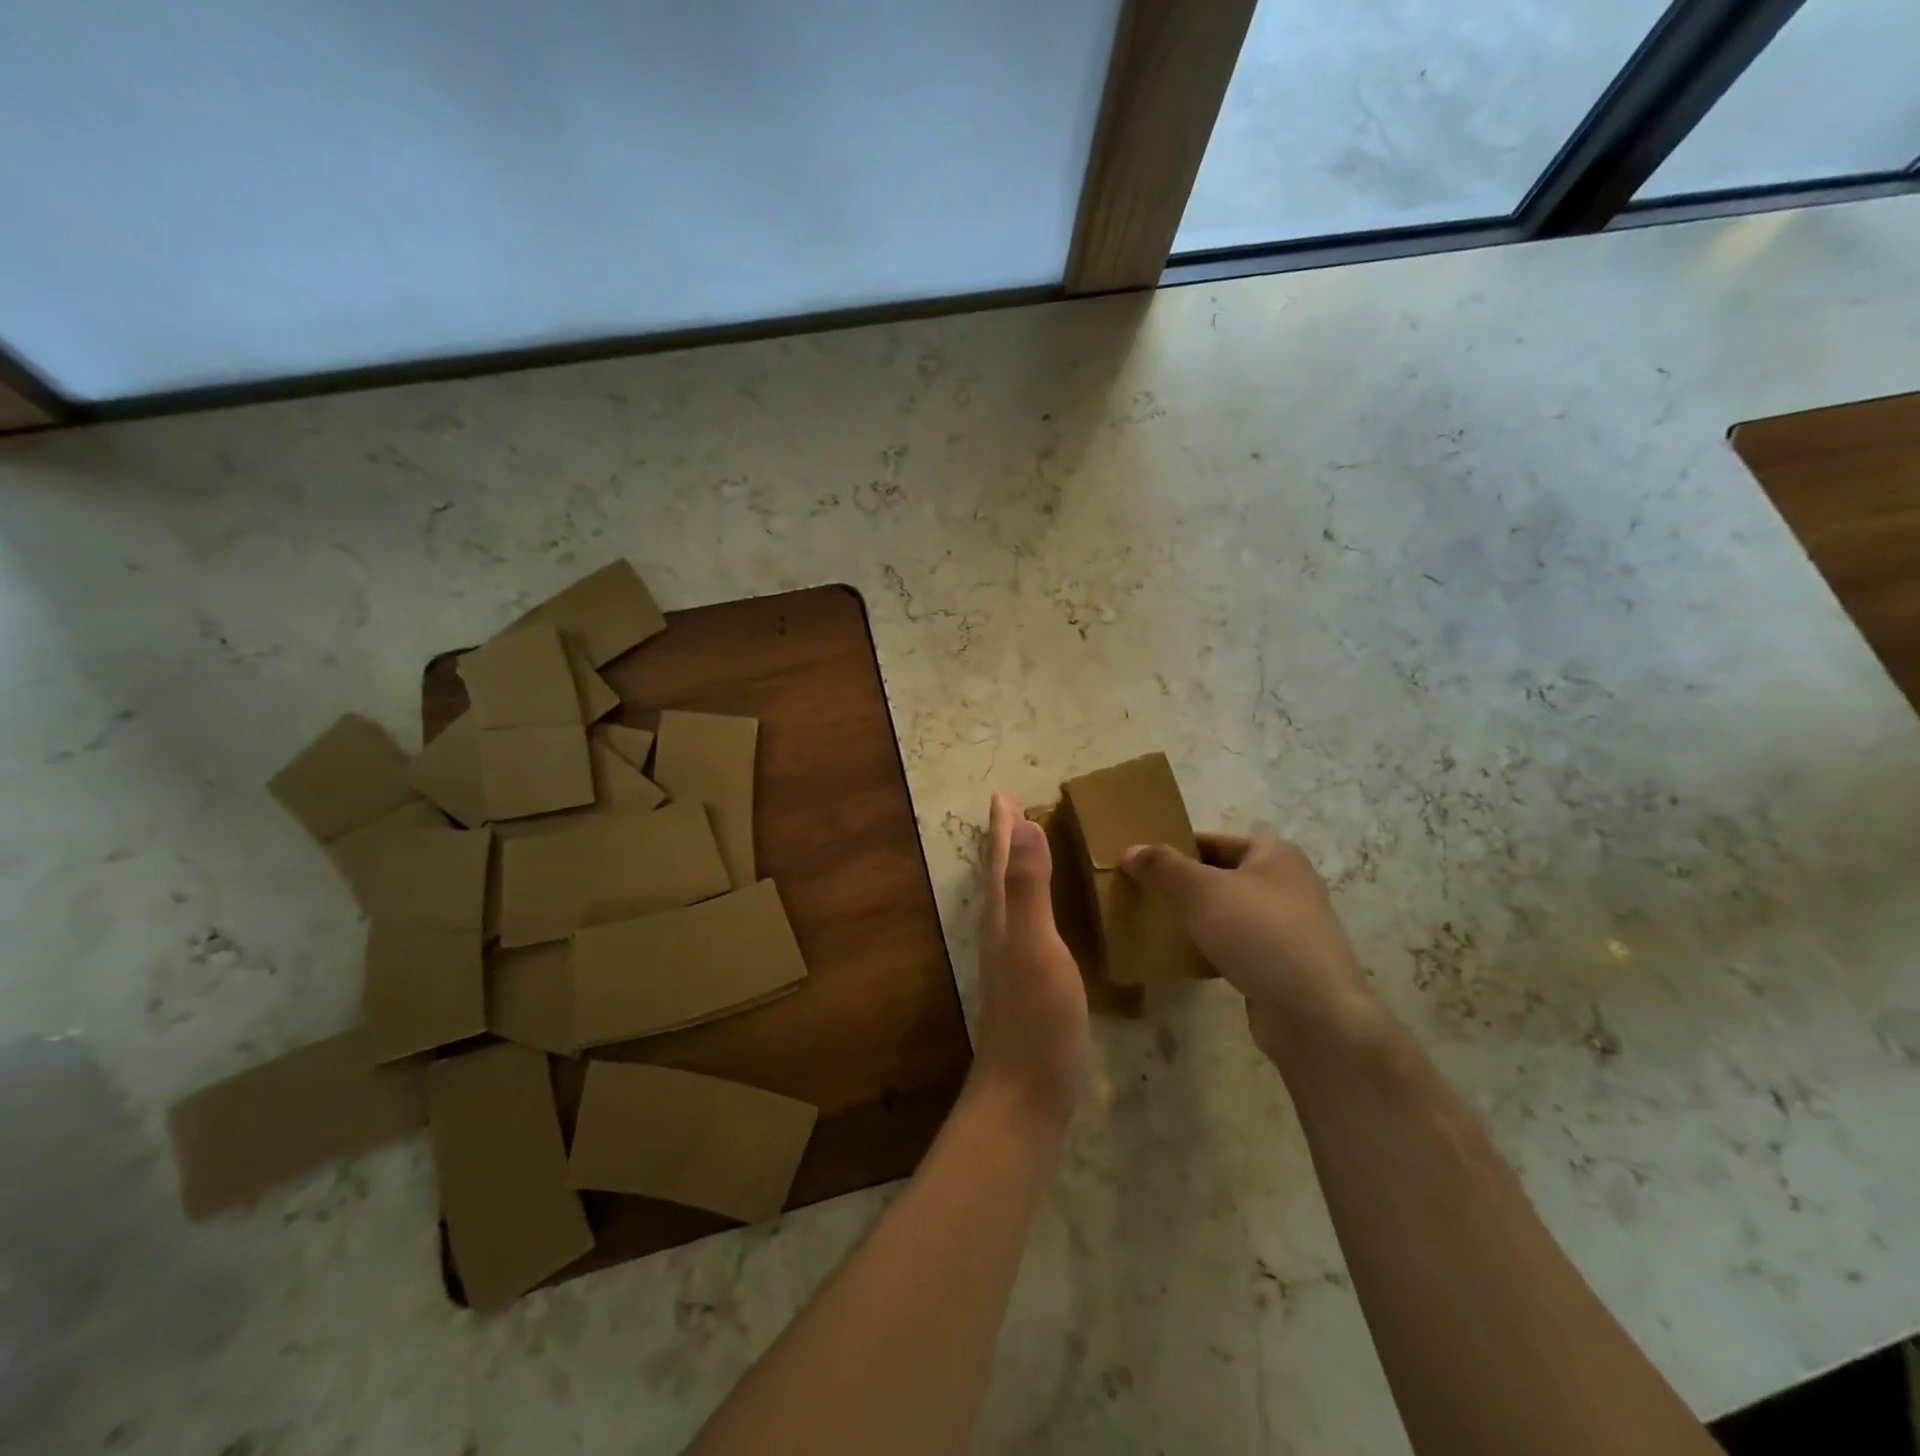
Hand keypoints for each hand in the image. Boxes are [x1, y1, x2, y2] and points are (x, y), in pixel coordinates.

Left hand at [970, 793, 1089, 1126]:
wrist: (1025, 1094)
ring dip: (1020, 869)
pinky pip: (1032, 925)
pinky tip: (1053, 915)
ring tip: (1034, 848)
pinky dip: (1039, 903)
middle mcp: (1002, 934)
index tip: (1004, 794)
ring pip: (1014, 900)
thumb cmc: (1036, 1019)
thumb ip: (1028, 887)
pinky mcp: (1030, 984)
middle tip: (1019, 812)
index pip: (1000, 860)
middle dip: (1008, 841)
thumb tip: (1022, 825)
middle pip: (1001, 875)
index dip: (1003, 826)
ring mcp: (1014, 961)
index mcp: (1003, 919)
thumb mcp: (1035, 945)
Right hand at [1120, 834, 1376, 1063]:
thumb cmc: (1258, 934)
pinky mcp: (1285, 962)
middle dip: (1182, 885)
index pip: (1211, 840)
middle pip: (1220, 875)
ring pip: (1228, 911)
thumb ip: (1163, 867)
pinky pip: (1238, 944)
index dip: (1174, 848)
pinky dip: (1213, 947)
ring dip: (1197, 918)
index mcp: (1274, 853)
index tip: (1139, 864)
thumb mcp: (1201, 891)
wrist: (1314, 1013)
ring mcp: (1290, 925)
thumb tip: (1131, 850)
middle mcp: (1287, 882)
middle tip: (1142, 893)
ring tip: (1157, 925)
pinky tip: (1186, 958)